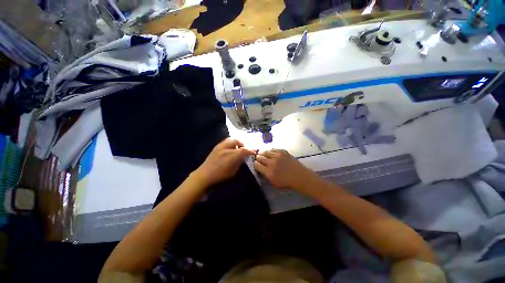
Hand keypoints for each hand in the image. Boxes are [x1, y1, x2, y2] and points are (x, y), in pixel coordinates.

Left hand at [192, 138, 255, 186]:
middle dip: (243, 144)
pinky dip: (231, 143)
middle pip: (238, 141)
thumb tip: (243, 157)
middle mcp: (226, 148)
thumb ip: (239, 162)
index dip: (250, 150)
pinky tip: (231, 148)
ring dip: (237, 142)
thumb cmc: (220, 176)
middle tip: (245, 149)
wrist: (204, 175)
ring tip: (238, 148)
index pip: (244, 150)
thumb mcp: (233, 171)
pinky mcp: (216, 146)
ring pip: (232, 139)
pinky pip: (226, 141)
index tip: (253, 152)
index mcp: (231, 156)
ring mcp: (220, 146)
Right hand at [254, 149, 316, 189]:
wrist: (299, 176)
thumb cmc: (286, 182)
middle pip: (260, 157)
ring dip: (263, 153)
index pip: (257, 164)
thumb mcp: (273, 182)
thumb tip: (260, 168)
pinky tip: (272, 154)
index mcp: (269, 172)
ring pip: (265, 151)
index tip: (256, 164)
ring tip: (264, 155)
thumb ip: (265, 175)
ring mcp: (278, 155)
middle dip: (258, 158)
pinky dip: (271, 151)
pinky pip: (273, 149)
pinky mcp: (283, 151)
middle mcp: (272, 162)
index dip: (255, 164)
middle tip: (259, 159)